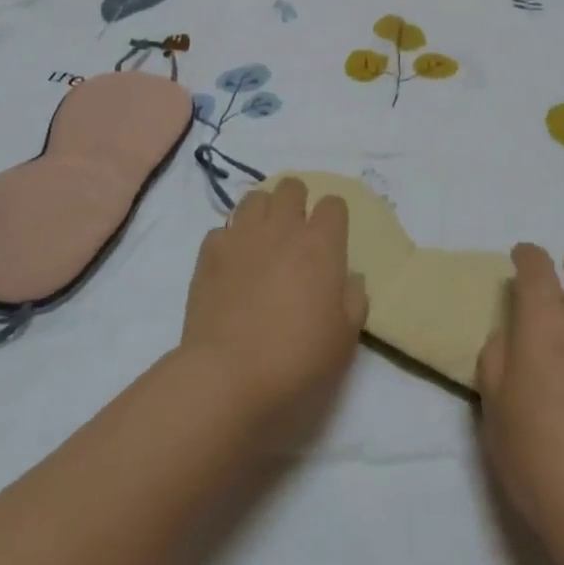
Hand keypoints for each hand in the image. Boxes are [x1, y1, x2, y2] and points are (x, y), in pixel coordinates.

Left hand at [179, 177, 368, 443]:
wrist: (227, 377)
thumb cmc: (297, 360)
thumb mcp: (345, 339)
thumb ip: (354, 300)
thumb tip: (349, 279)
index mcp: (321, 244)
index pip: (334, 203)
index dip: (334, 218)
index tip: (332, 239)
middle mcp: (282, 228)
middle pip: (292, 187)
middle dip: (297, 203)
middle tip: (296, 234)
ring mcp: (242, 235)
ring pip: (255, 197)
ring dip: (263, 212)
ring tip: (263, 240)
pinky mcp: (209, 252)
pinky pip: (223, 228)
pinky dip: (230, 239)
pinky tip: (232, 264)